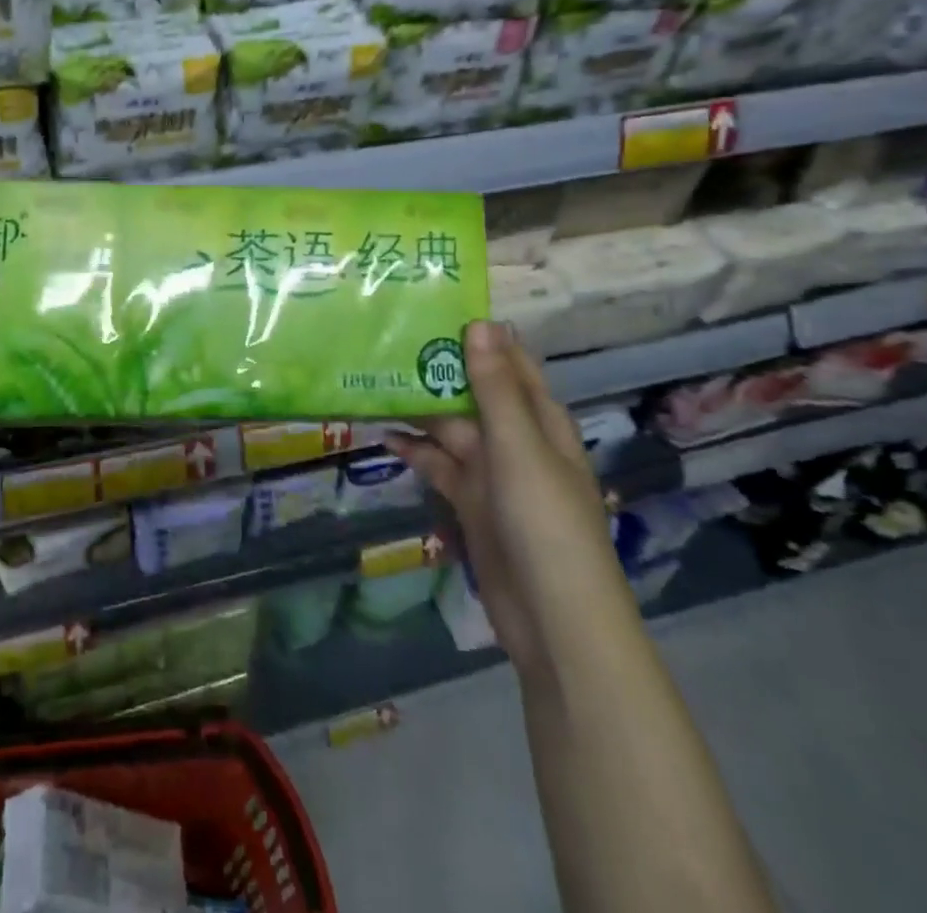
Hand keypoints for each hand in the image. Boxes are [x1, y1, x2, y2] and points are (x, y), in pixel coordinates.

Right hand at [387, 321, 632, 676]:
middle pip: (474, 394)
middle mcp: (517, 441)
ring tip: (374, 380)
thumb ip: (495, 389)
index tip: (438, 306)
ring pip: (451, 428)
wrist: (553, 619)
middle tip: (387, 340)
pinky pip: (438, 465)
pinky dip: (414, 451)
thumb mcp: (518, 447)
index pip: (511, 364)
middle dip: (437, 370)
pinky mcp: (470, 503)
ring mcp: (492, 474)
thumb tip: (480, 324)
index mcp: (541, 422)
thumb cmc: (545, 522)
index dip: (481, 337)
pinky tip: (382, 436)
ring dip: (419, 410)